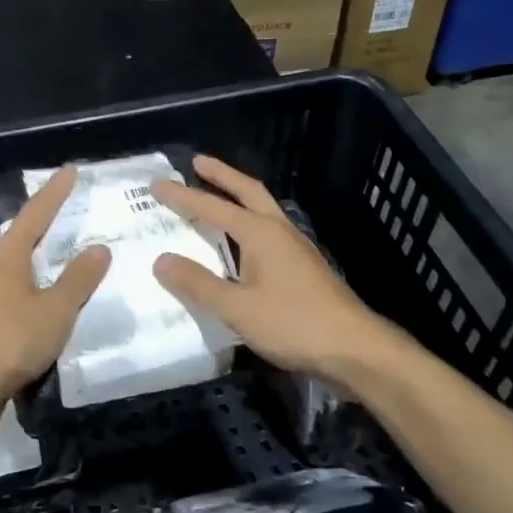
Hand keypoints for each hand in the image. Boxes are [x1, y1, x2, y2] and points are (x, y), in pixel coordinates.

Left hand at [0, 166, 110, 419]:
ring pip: (8, 268)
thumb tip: (98, 248)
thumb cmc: (11, 340)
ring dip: (30, 265)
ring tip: (52, 266)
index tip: (70, 170)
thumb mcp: (56, 310)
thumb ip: (78, 279)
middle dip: (40, 230)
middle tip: (63, 223)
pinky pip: (3, 293)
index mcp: (7, 254)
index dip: (55, 192)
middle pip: (17, 239)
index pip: (36, 213)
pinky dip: (22, 291)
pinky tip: (31, 305)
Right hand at [151, 154, 397, 383]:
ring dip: (238, 197)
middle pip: (248, 191)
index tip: (157, 184)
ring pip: (262, 210)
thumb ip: (198, 283)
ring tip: (217, 195)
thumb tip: (161, 260)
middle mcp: (279, 231)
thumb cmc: (294, 324)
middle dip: (221, 175)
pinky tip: (242, 242)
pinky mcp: (303, 268)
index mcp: (261, 233)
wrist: (355, 350)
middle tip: (197, 162)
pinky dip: (248, 223)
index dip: (183, 196)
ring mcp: (295, 248)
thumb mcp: (238, 308)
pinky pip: (268, 232)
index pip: (213, 207)